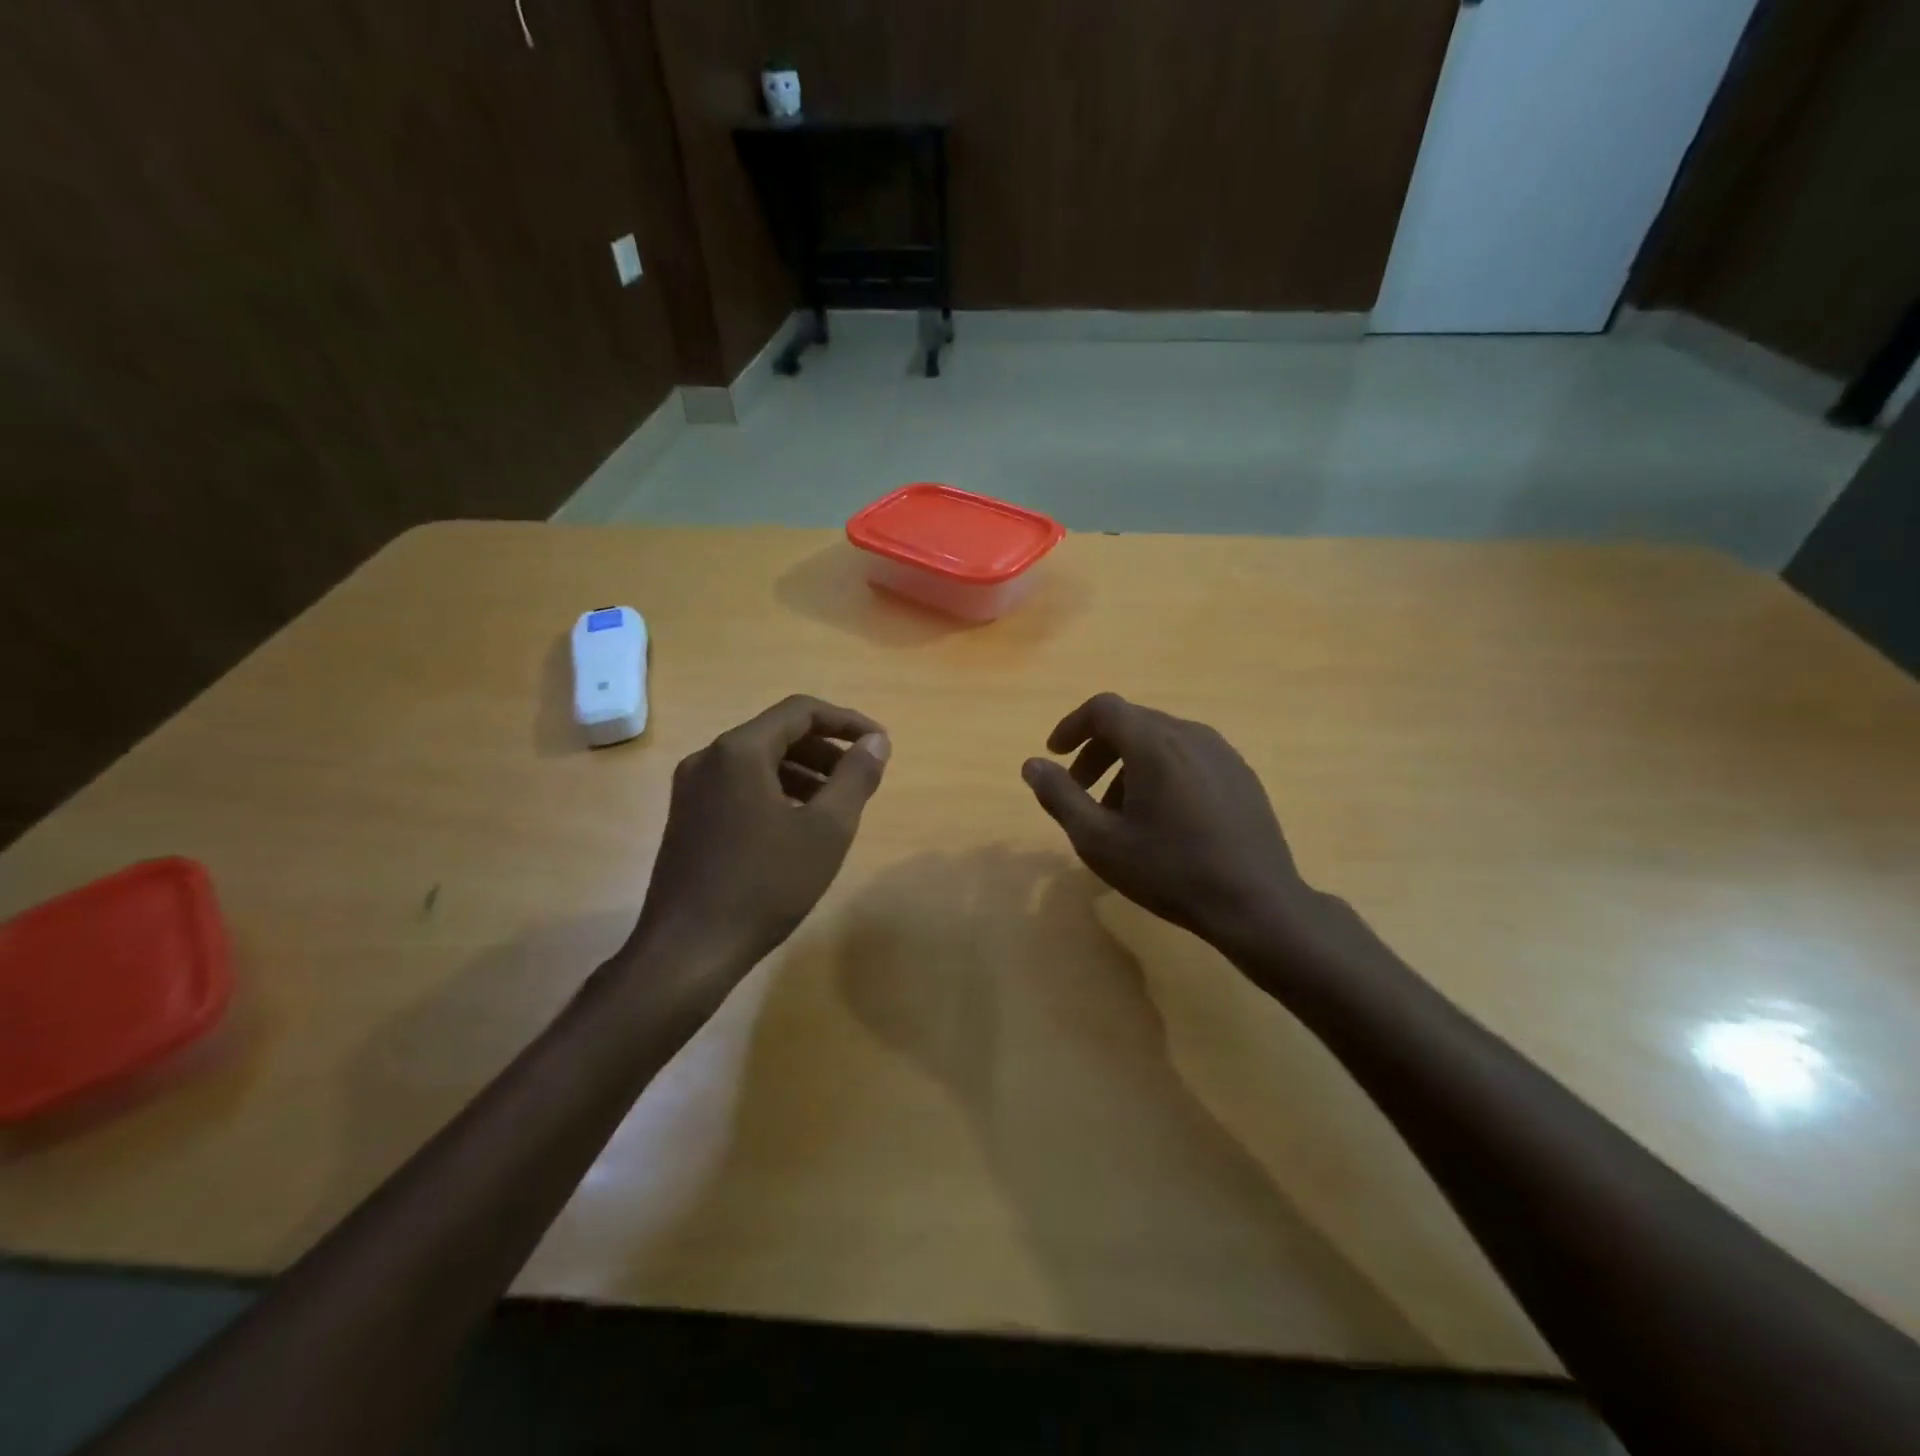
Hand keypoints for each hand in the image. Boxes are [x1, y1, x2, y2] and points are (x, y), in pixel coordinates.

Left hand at [630, 695, 890, 975]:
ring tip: (835, 805)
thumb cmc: (765, 885)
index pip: (801, 711)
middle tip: (860, 777)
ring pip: (758, 762)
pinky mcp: (687, 818)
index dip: (847, 721)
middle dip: (825, 749)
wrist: (688, 951)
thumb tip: (876, 741)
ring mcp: (692, 789)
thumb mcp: (826, 830)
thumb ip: (855, 777)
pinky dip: (776, 792)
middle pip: (777, 733)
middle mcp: (709, 758)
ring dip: (803, 772)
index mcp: (739, 751)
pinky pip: (740, 787)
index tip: (879, 745)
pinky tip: (797, 827)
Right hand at [1021, 693, 1319, 954]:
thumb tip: (1032, 764)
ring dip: (1128, 764)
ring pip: (1161, 740)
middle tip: (1080, 789)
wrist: (1256, 904)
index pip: (1103, 709)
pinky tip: (1163, 818)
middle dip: (1098, 750)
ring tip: (1120, 812)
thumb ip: (1060, 796)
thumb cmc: (1170, 871)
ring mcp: (1222, 752)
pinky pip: (1188, 756)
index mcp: (1154, 743)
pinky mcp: (1241, 774)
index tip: (1055, 754)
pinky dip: (1161, 771)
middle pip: (1132, 722)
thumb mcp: (1099, 840)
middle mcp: (1190, 734)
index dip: (1072, 725)